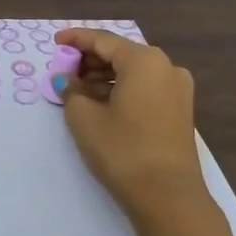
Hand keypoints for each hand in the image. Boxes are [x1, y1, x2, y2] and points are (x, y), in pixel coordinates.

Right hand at [54, 28, 207, 219]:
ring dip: (105, 76)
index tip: (55, 41)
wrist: (168, 196)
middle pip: (121, 53)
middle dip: (90, 59)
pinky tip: (102, 103)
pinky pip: (146, 88)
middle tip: (64, 69)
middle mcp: (166, 66)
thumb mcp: (84, 118)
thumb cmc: (122, 150)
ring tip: (78, 89)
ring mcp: (178, 89)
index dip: (76, 39)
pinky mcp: (180, 110)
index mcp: (144, 60)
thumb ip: (71, 91)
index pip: (103, 40)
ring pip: (134, 72)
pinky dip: (122, 89)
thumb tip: (67, 80)